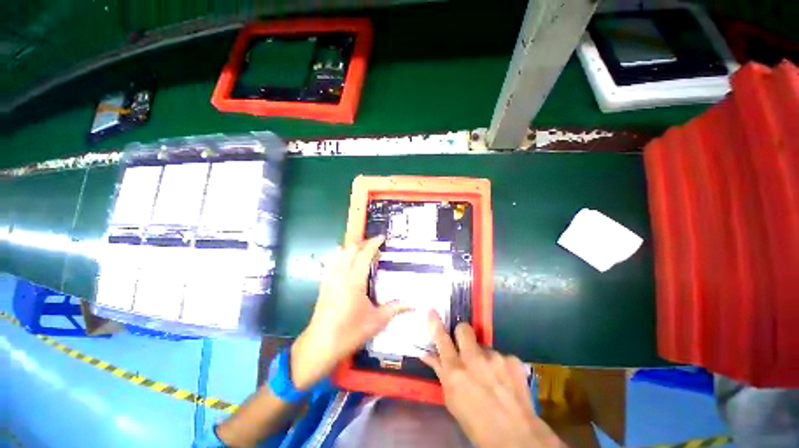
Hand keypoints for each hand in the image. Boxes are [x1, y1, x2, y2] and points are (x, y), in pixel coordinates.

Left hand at [290, 236, 406, 388]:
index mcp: (354, 281)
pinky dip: (340, 256)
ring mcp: (329, 278)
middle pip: (350, 249)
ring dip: (351, 248)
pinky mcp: (323, 284)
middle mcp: (340, 275)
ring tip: (362, 252)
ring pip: (338, 253)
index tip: (382, 238)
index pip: (364, 254)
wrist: (320, 345)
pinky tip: (346, 262)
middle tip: (375, 246)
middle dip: (363, 243)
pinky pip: (331, 262)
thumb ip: (396, 308)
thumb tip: (413, 303)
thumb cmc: (350, 333)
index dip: (373, 243)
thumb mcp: (377, 321)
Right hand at [422, 312, 564, 447]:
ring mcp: (495, 357)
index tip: (432, 311)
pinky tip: (505, 381)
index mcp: (455, 371)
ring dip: (483, 356)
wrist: (517, 437)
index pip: (441, 339)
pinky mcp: (512, 359)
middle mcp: (474, 359)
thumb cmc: (476, 423)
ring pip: (484, 346)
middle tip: (465, 347)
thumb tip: (427, 354)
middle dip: (462, 334)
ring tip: (491, 377)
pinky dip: (500, 365)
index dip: (435, 324)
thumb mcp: (452, 400)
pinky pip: (500, 355)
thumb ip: (441, 372)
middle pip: (464, 329)